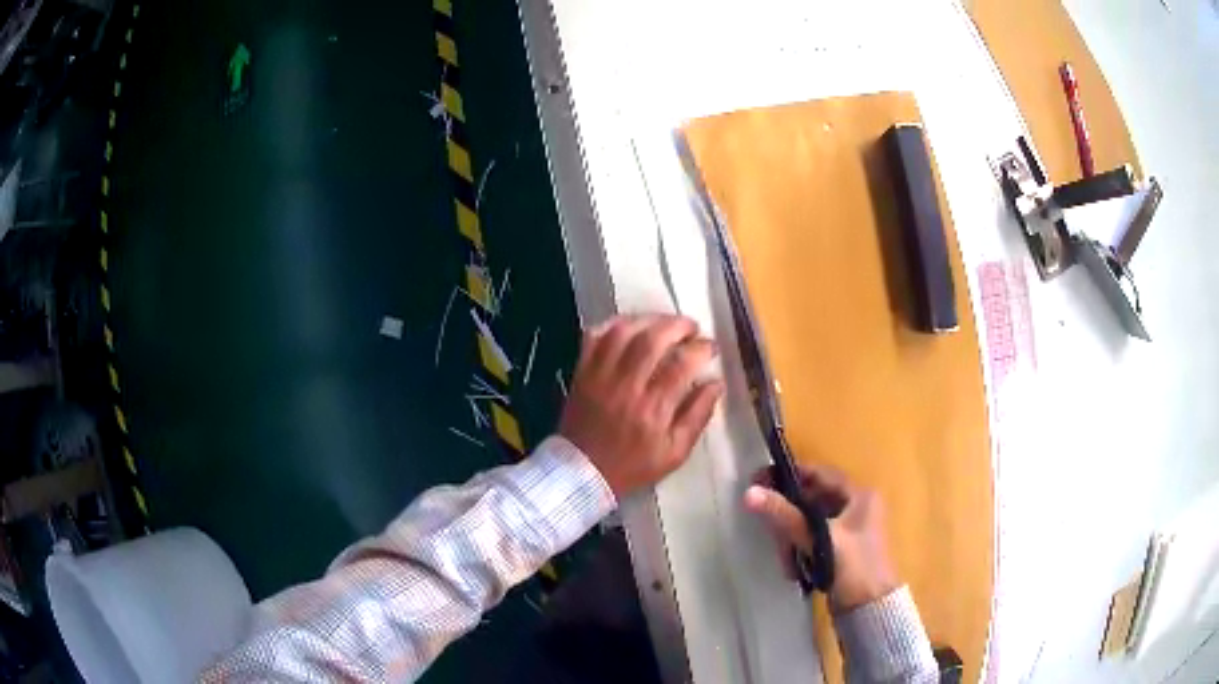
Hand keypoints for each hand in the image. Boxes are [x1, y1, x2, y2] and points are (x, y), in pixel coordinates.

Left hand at [559, 314, 724, 497]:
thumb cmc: (633, 466)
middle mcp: (626, 386)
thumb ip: (698, 416)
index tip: (710, 348)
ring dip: (648, 319)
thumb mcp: (675, 453)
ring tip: (665, 323)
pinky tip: (631, 327)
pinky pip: (595, 336)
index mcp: (653, 409)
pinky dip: (613, 324)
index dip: (700, 349)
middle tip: (692, 328)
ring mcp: (600, 376)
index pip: (681, 365)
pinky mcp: (582, 372)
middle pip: (652, 339)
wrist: (582, 472)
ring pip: (623, 332)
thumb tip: (716, 383)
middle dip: (677, 326)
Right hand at [743, 464, 898, 612]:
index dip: (789, 475)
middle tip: (770, 532)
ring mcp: (848, 529)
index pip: (819, 474)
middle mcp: (856, 507)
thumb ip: (786, 516)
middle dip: (789, 518)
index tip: (758, 480)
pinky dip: (800, 550)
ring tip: (786, 560)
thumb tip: (750, 492)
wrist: (870, 609)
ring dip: (792, 539)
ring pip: (808, 523)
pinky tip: (794, 568)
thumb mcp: (820, 539)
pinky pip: (812, 540)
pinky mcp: (840, 549)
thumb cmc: (854, 568)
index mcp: (860, 496)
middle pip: (811, 500)